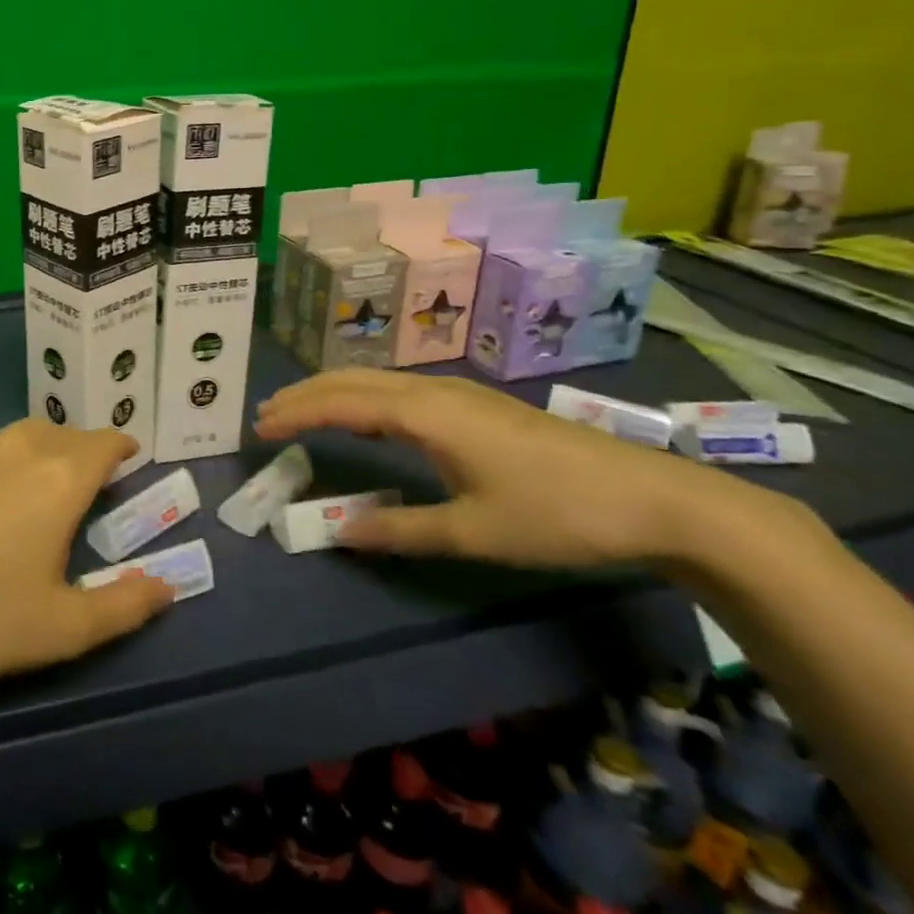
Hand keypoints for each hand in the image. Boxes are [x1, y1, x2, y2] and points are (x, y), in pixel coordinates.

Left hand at [0, 420, 174, 696]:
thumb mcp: (62, 629)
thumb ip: (124, 606)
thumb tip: (167, 588)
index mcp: (59, 476)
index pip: (105, 443)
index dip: (123, 450)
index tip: (131, 464)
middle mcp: (19, 448)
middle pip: (66, 435)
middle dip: (86, 454)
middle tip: (92, 490)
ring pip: (25, 437)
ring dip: (45, 453)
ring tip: (44, 493)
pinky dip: (5, 464)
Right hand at [253, 369, 762, 568]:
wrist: (654, 498)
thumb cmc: (557, 514)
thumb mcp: (474, 532)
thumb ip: (401, 530)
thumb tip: (338, 531)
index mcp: (425, 414)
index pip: (341, 404)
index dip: (297, 413)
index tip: (259, 426)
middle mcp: (434, 392)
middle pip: (353, 381)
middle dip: (305, 394)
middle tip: (266, 413)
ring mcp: (458, 394)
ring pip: (377, 381)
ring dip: (333, 393)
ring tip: (301, 412)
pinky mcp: (476, 406)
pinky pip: (399, 390)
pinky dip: (364, 399)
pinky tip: (366, 421)